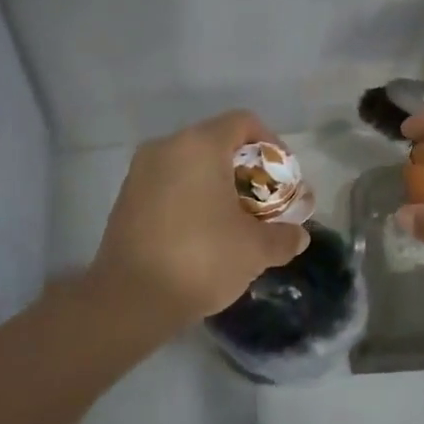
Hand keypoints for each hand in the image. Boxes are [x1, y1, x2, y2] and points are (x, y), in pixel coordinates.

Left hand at [91, 110, 309, 330]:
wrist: (130, 300)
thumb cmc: (201, 259)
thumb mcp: (255, 249)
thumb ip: (283, 237)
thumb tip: (298, 237)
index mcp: (199, 145)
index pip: (243, 123)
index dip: (272, 145)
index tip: (283, 179)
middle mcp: (166, 147)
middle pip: (216, 143)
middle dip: (246, 170)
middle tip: (264, 203)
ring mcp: (140, 172)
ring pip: (190, 165)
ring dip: (217, 185)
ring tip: (236, 221)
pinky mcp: (125, 199)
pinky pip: (168, 184)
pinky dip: (191, 198)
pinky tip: (203, 233)